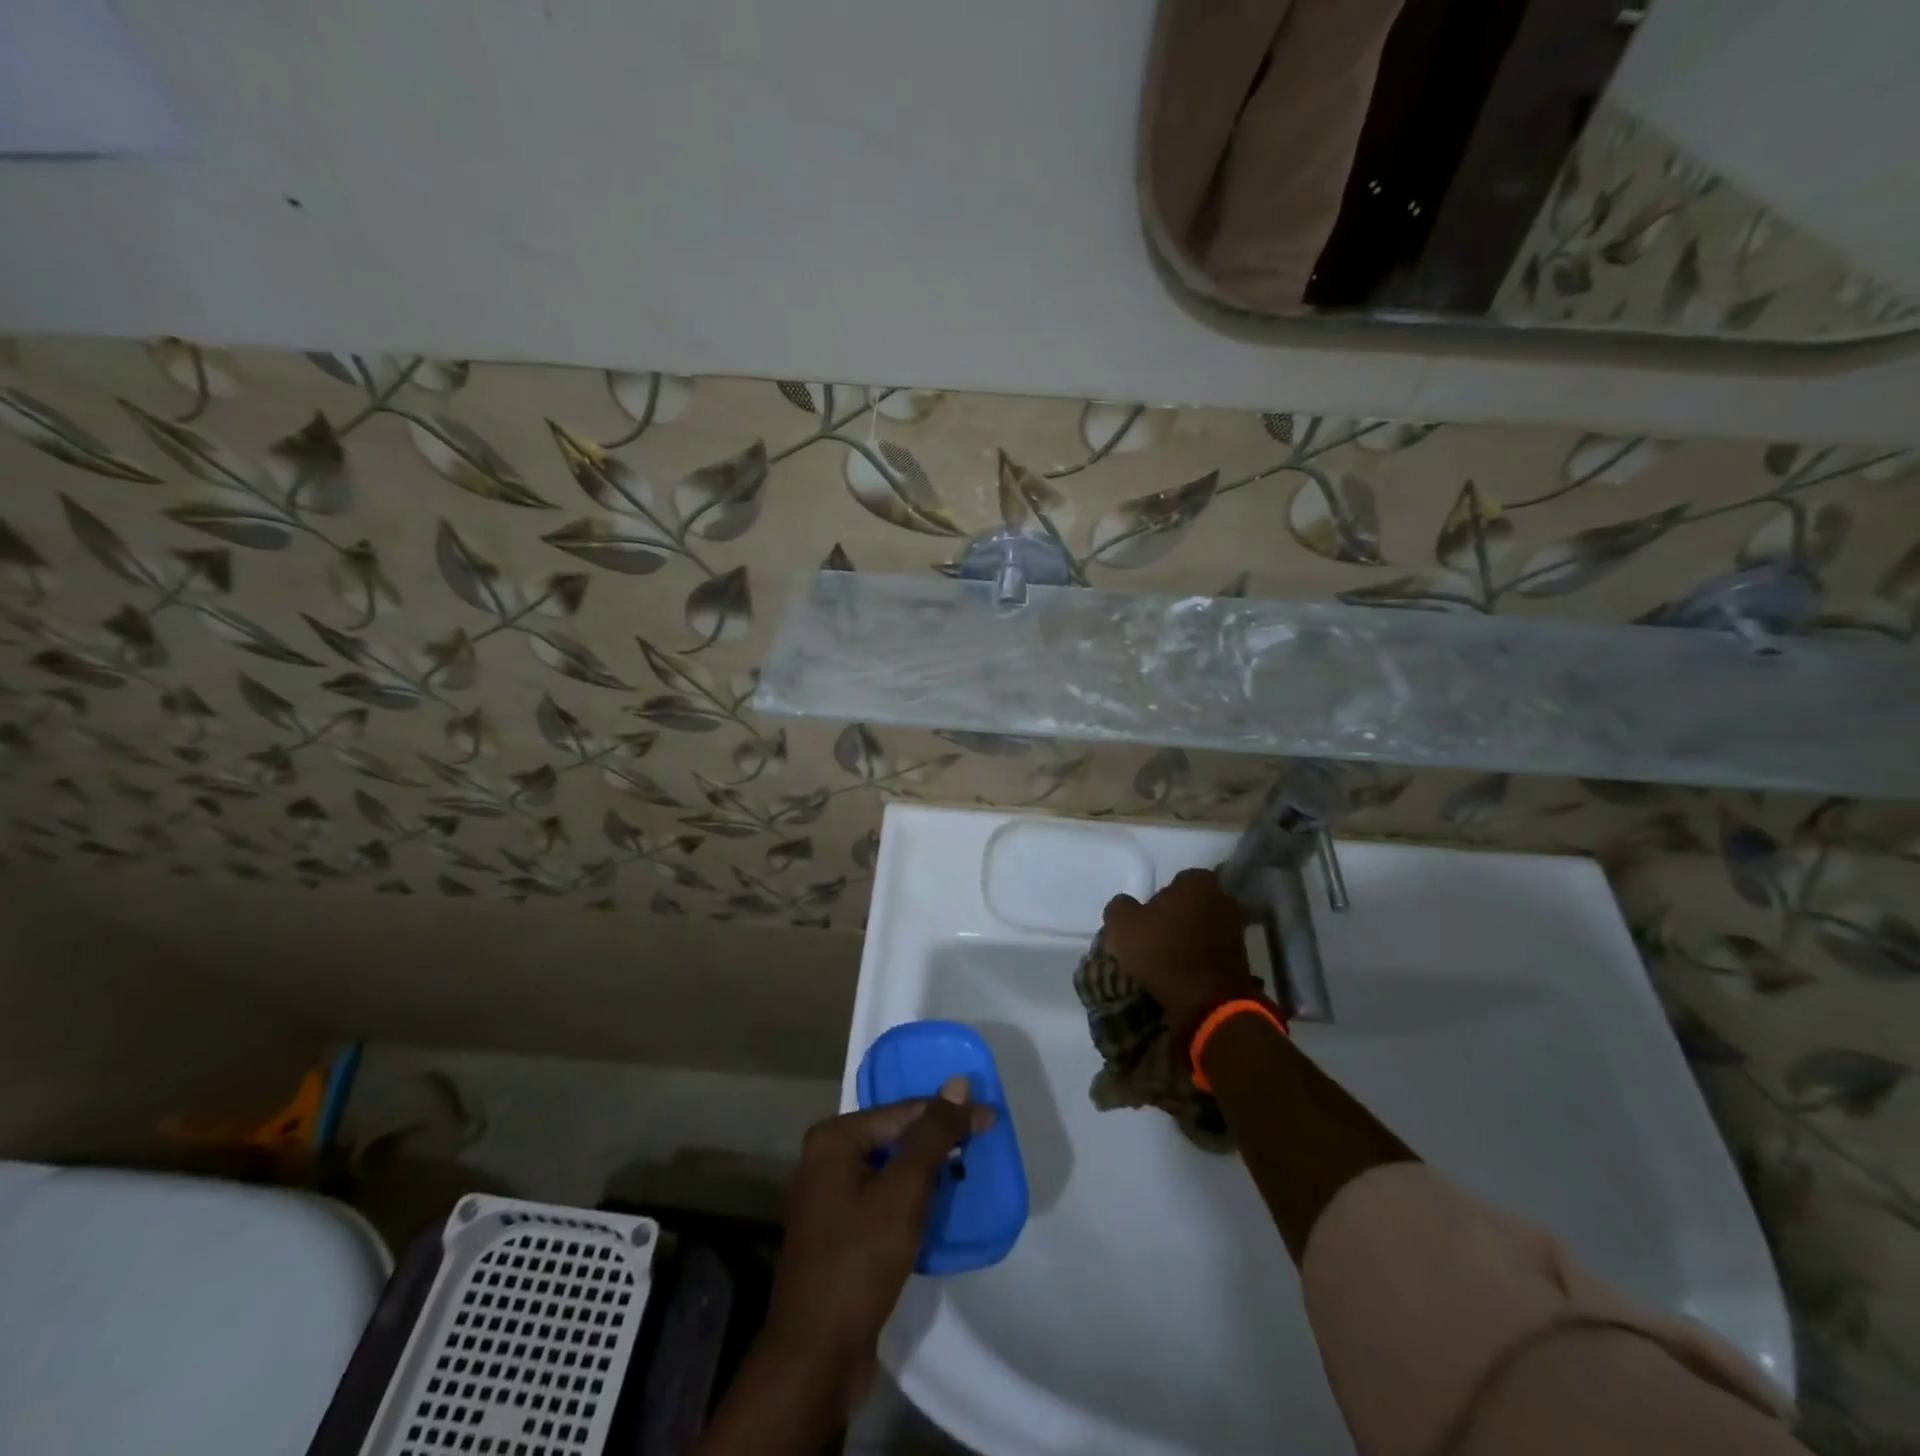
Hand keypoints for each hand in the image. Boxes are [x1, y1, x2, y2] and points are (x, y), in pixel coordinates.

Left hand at [761, 1079, 993, 1404]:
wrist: (816, 1357)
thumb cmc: (860, 1260)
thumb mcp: (904, 1190)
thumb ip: (933, 1134)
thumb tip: (959, 1083)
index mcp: (833, 1138)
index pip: (902, 1111)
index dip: (949, 1115)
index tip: (991, 1120)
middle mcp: (825, 1159)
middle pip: (894, 1138)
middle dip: (937, 1143)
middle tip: (981, 1147)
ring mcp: (827, 1199)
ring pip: (889, 1171)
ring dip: (926, 1174)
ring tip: (967, 1176)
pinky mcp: (837, 1234)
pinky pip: (881, 1200)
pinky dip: (909, 1201)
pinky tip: (938, 1211)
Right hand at [1103, 867, 1262, 1024]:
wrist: (1208, 1003)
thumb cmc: (1163, 952)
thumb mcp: (1122, 924)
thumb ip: (1120, 906)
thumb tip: (1126, 905)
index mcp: (1198, 882)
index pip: (1177, 880)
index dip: (1160, 897)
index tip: (1147, 916)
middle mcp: (1224, 899)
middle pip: (1193, 904)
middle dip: (1178, 916)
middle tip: (1156, 936)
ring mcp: (1237, 931)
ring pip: (1204, 928)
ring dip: (1190, 939)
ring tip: (1168, 958)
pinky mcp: (1243, 961)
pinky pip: (1213, 953)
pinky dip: (1200, 960)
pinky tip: (1183, 973)